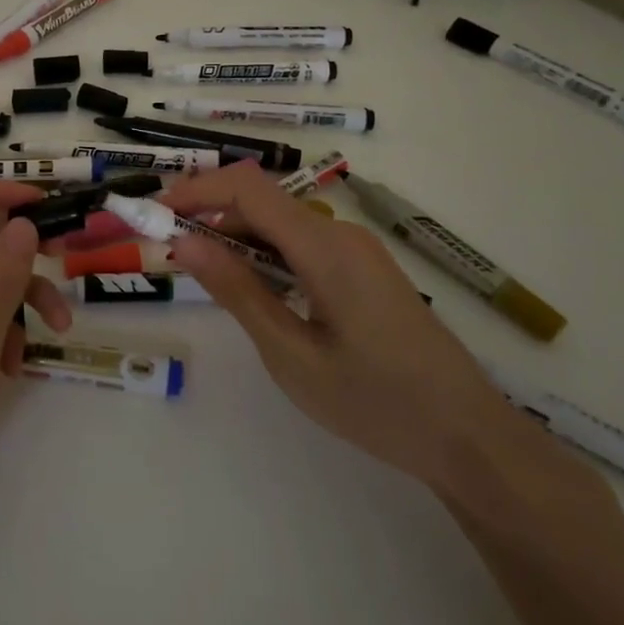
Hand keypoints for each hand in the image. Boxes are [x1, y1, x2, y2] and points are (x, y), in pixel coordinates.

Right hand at [161, 162, 515, 492]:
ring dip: (238, 238)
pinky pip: (304, 245)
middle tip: (171, 255)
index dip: (195, 190)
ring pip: (282, 223)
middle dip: (210, 217)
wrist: (468, 436)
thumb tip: (185, 242)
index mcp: (324, 246)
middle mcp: (341, 233)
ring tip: (206, 277)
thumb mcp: (291, 355)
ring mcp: (357, 250)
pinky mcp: (365, 270)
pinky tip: (255, 292)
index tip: (154, 215)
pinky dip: (267, 256)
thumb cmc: (376, 403)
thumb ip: (237, 291)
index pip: (247, 187)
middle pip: (263, 202)